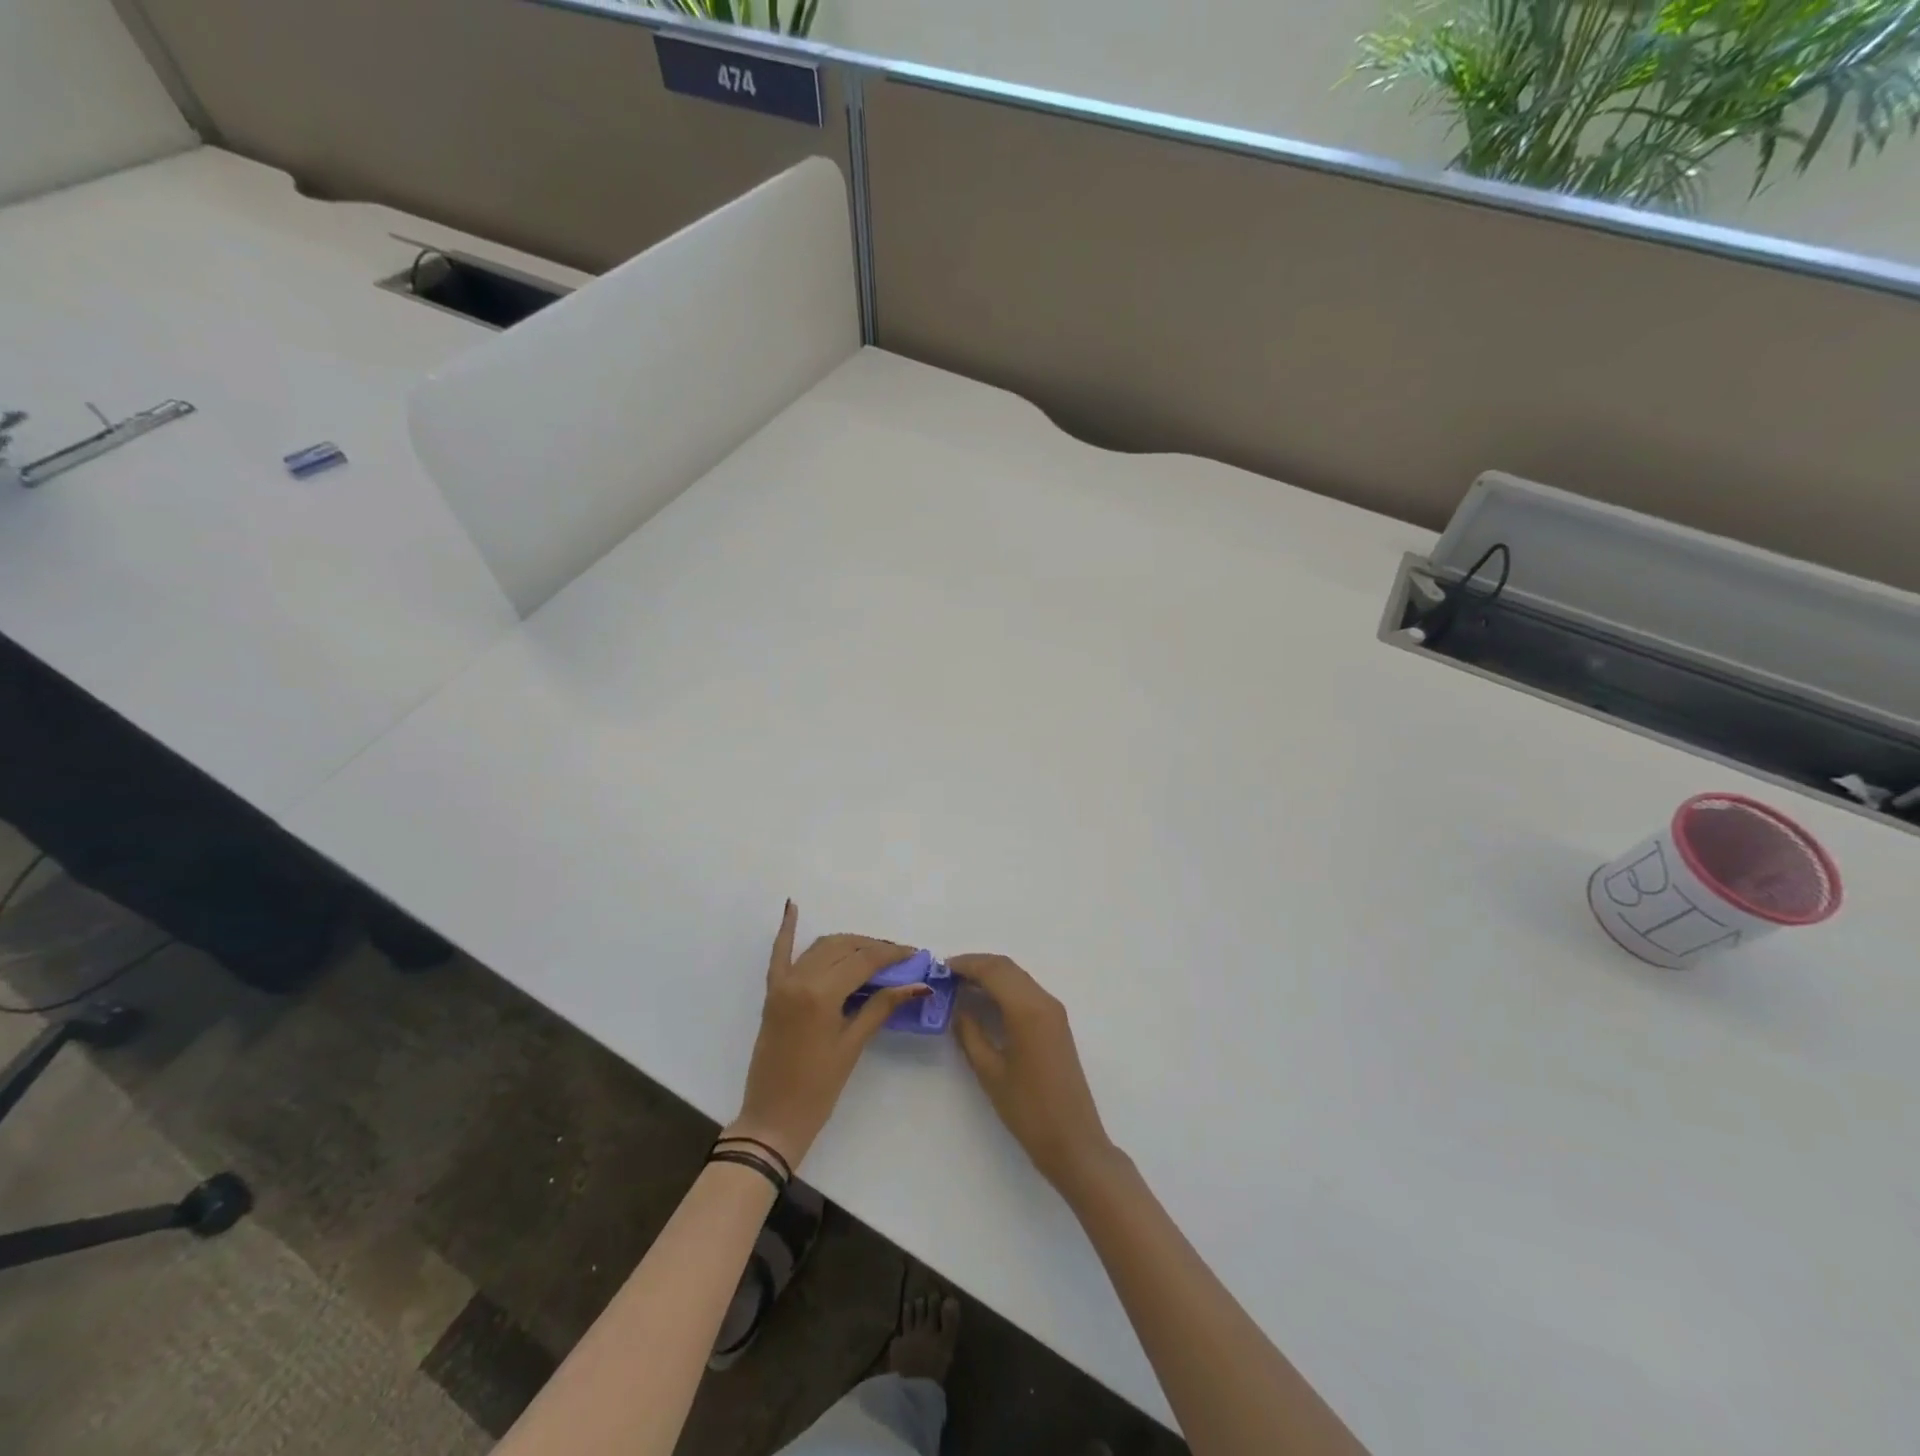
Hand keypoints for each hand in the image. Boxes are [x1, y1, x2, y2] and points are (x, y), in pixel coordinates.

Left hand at [728, 901, 924, 1168]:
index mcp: (822, 994)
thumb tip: (917, 985)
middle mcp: (800, 979)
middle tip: (899, 957)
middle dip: (874, 947)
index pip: (864, 961)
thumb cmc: (818, 1089)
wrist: (772, 1119)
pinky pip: (779, 954)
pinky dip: (786, 930)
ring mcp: (783, 983)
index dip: (892, 954)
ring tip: (873, 950)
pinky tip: (792, 907)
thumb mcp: (853, 1045)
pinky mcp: (772, 992)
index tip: (914, 954)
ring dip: (847, 943)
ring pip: (821, 947)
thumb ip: (881, 1006)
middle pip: (844, 948)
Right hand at [951, 953, 1119, 1199]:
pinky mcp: (1056, 1023)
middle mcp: (1044, 1001)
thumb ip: (970, 1033)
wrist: (1073, 1141)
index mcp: (1027, 1009)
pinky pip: (1026, 991)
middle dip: (976, 965)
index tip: (939, 969)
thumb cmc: (1028, 1109)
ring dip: (990, 975)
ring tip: (959, 986)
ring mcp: (1054, 1011)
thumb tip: (956, 1007)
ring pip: (1017, 977)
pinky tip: (985, 1001)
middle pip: (1006, 968)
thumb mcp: (990, 1071)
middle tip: (946, 976)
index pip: (993, 970)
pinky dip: (1003, 987)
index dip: (965, 964)